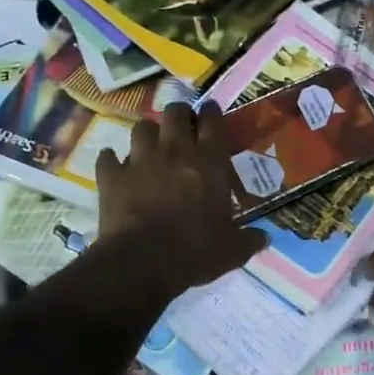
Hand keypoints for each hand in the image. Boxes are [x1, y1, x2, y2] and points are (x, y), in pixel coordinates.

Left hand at [95, 102, 265, 294]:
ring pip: (141, 128)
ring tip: (151, 145)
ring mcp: (139, 161)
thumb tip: (265, 239)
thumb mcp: (233, 250)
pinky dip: (112, 160)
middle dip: (179, 115)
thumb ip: (249, 239)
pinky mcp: (111, 177)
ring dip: (148, 134)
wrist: (143, 262)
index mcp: (209, 162)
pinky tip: (116, 167)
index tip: (211, 111)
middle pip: (174, 113)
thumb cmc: (196, 251)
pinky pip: (108, 158)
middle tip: (183, 126)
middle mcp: (174, 152)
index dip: (212, 112)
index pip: (213, 122)